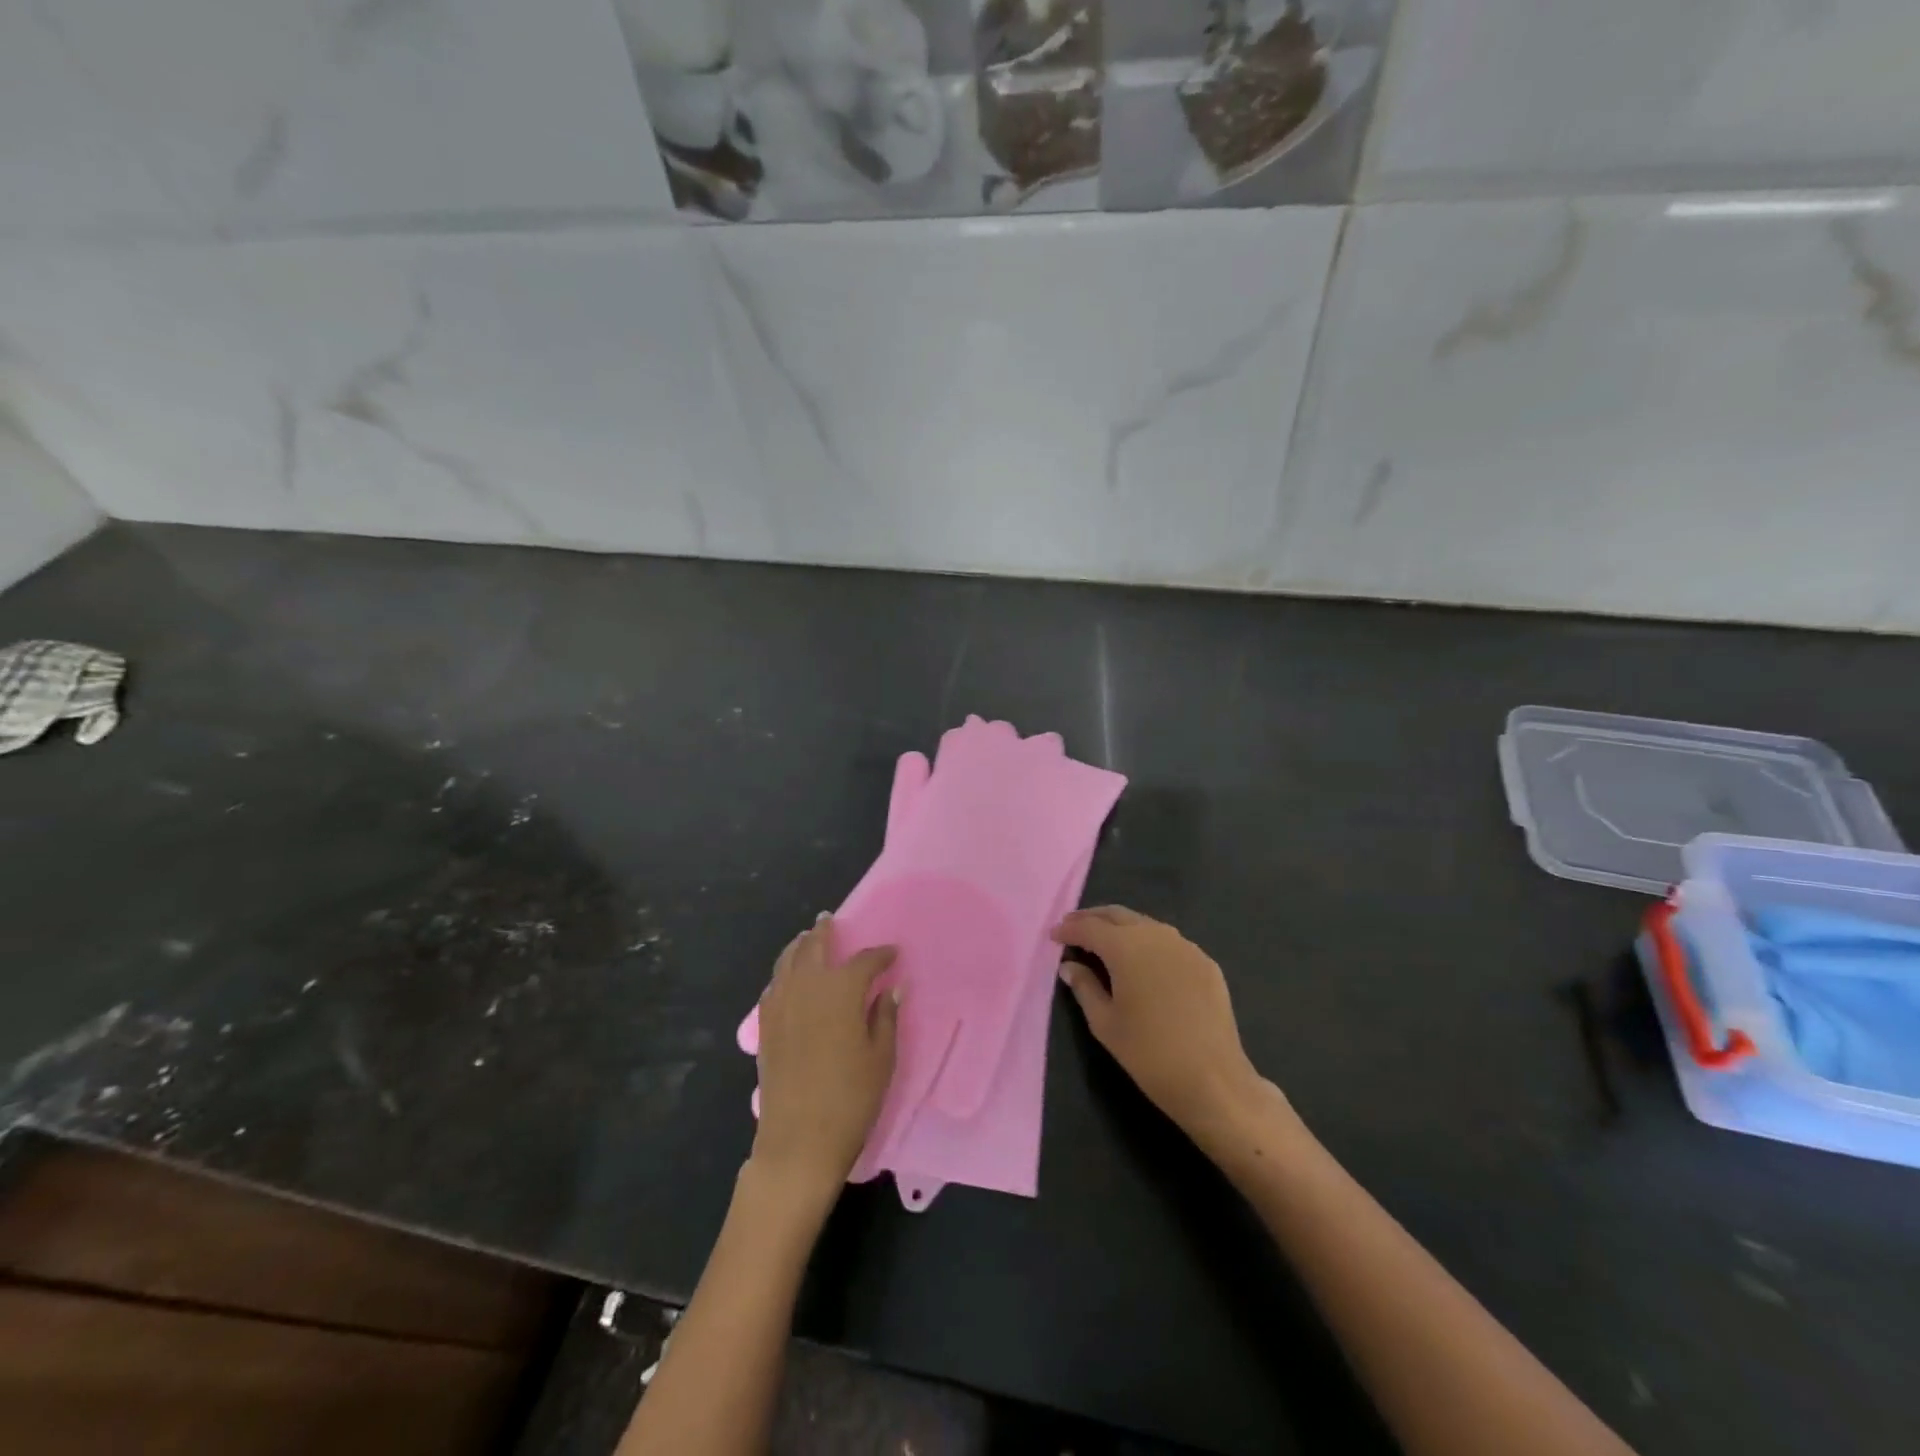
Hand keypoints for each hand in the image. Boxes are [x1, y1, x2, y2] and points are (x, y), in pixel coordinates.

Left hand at [750, 916, 899, 1202]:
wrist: (798, 1141)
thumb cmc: (850, 1099)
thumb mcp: (881, 1058)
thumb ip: (885, 1016)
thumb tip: (892, 987)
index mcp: (841, 990)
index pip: (865, 961)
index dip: (881, 955)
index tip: (893, 953)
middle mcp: (807, 987)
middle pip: (815, 947)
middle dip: (825, 931)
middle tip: (831, 919)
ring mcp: (780, 1005)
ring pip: (787, 960)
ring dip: (799, 945)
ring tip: (807, 937)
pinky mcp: (765, 1026)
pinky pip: (773, 986)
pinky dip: (783, 972)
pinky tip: (788, 976)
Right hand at [1052, 906, 1266, 1145]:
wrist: (1214, 1081)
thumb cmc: (1149, 1054)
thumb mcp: (1104, 1023)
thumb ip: (1084, 987)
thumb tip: (1069, 965)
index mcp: (1126, 947)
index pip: (1090, 927)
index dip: (1069, 930)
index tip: (1053, 935)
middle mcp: (1156, 935)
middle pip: (1118, 915)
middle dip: (1093, 919)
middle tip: (1073, 928)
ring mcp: (1185, 946)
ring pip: (1145, 924)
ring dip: (1121, 927)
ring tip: (1105, 942)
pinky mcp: (1205, 962)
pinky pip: (1169, 942)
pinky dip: (1148, 943)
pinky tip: (1143, 961)